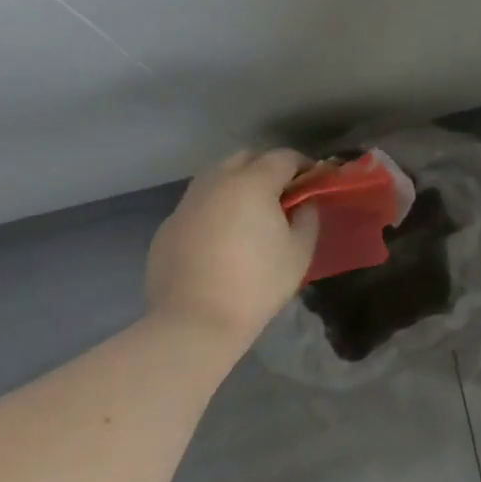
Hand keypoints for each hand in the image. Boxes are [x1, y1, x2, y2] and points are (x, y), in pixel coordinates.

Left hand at [146, 149, 318, 340]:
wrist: (193, 324)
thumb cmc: (256, 284)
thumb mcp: (300, 250)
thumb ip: (307, 216)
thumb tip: (303, 202)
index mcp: (252, 182)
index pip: (284, 157)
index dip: (303, 165)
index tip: (313, 182)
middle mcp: (216, 182)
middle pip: (246, 158)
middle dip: (267, 167)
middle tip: (282, 195)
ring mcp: (187, 203)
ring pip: (216, 177)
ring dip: (237, 184)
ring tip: (249, 213)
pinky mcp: (167, 227)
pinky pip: (197, 205)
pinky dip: (214, 209)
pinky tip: (220, 238)